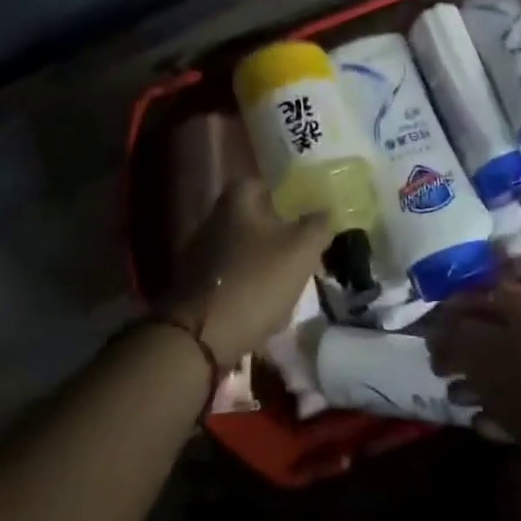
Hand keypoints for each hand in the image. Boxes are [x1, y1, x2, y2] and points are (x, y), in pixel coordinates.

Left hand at [164, 180, 331, 366]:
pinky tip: (266, 304)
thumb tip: (325, 211)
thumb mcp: (301, 249)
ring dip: (265, 261)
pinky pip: (231, 276)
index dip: (288, 194)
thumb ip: (318, 224)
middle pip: (254, 217)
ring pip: (244, 248)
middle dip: (280, 232)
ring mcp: (199, 253)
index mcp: (236, 201)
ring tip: (291, 281)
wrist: (201, 337)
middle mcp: (213, 219)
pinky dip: (249, 285)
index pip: (264, 183)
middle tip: (305, 249)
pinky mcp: (194, 285)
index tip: (308, 212)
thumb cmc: (255, 281)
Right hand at [430, 286, 520, 446]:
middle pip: (491, 336)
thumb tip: (436, 333)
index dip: (454, 308)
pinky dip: (494, 412)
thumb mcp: (483, 353)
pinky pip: (516, 406)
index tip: (427, 327)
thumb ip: (455, 337)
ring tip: (451, 396)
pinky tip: (478, 423)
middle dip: (461, 349)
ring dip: (474, 383)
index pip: (484, 297)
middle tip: (435, 366)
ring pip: (502, 373)